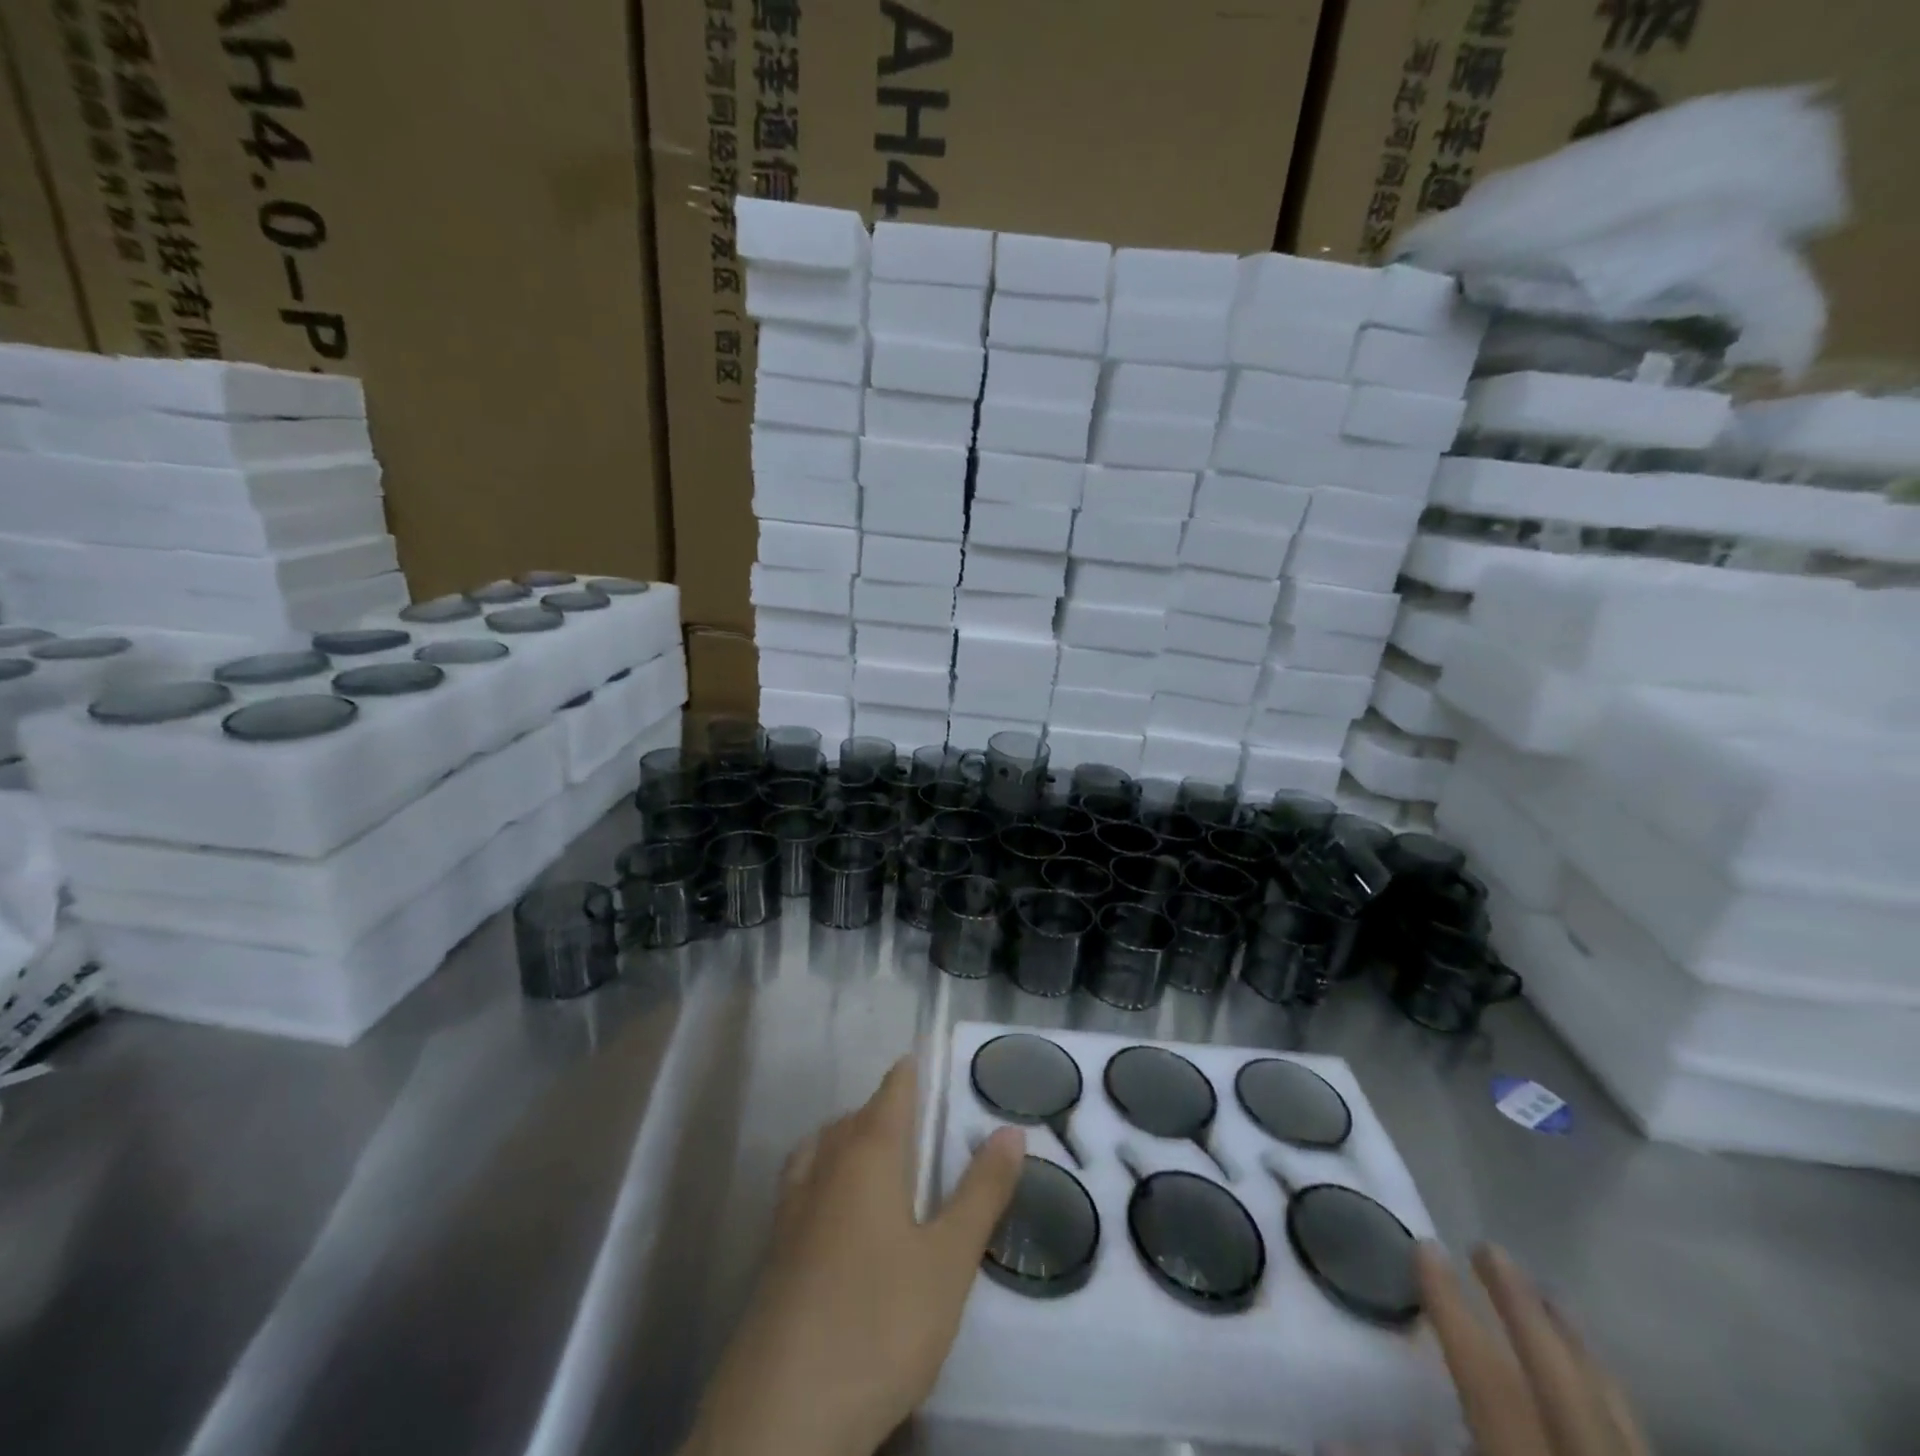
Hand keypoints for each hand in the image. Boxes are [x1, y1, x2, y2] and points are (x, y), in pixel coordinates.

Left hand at [686, 1056, 1024, 1455]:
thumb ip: (981, 1192)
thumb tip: (1010, 1130)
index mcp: (867, 1155)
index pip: (892, 1092)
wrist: (780, 1417)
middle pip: (855, 1118)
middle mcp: (825, 1167)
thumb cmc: (879, 1323)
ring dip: (850, 1139)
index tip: (929, 1057)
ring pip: (822, 1149)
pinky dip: (826, 1175)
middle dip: (886, 1109)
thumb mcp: (949, 1261)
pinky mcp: (773, 1252)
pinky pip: (803, 1186)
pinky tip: (839, 1214)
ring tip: (879, 1156)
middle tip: (920, 1117)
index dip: (912, 1071)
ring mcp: (791, 1209)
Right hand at [1418, 1242, 1648, 1455]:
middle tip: (1486, 1245)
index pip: (1487, 1378)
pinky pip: (1636, 1433)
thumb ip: (1410, 1447)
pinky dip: (1608, 1388)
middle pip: (1559, 1376)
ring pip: (1612, 1403)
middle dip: (1520, 1305)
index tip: (1424, 1244)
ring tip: (1546, 1292)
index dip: (1451, 1308)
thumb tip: (1336, 1423)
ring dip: (1574, 1341)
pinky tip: (1596, 1370)